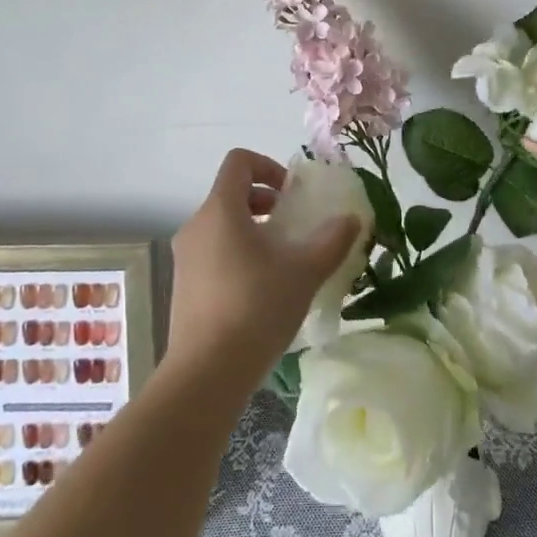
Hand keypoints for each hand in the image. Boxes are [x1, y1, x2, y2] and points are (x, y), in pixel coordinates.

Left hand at [167, 149, 360, 390]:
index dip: (268, 166)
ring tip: (284, 260)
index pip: (238, 162)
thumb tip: (352, 219)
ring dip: (255, 230)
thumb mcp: (304, 271)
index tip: (293, 193)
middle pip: (231, 193)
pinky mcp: (184, 287)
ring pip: (223, 226)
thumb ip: (332, 239)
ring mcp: (185, 258)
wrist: (206, 375)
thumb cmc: (256, 308)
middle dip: (267, 202)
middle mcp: (196, 226)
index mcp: (221, 210)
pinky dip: (239, 255)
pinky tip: (264, 290)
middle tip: (295, 226)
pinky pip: (214, 253)